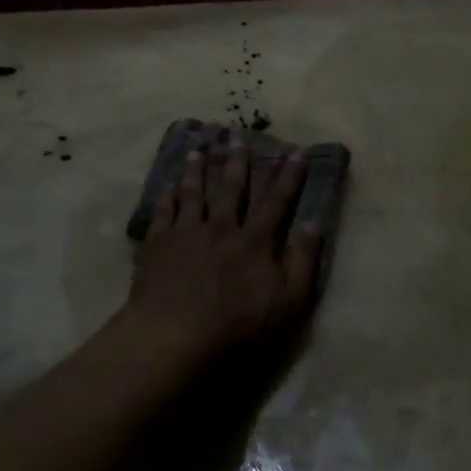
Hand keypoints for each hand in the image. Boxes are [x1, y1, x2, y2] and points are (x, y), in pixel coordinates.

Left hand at [126, 132, 324, 362]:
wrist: (175, 332)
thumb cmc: (237, 324)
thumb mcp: (287, 300)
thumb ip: (302, 260)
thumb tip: (312, 223)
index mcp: (255, 240)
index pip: (276, 201)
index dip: (288, 176)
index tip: (295, 151)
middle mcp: (222, 226)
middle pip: (231, 188)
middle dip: (238, 162)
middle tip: (238, 137)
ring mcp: (187, 232)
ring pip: (194, 192)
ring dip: (198, 170)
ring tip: (199, 150)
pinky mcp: (158, 243)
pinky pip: (163, 211)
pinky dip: (167, 196)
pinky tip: (168, 185)